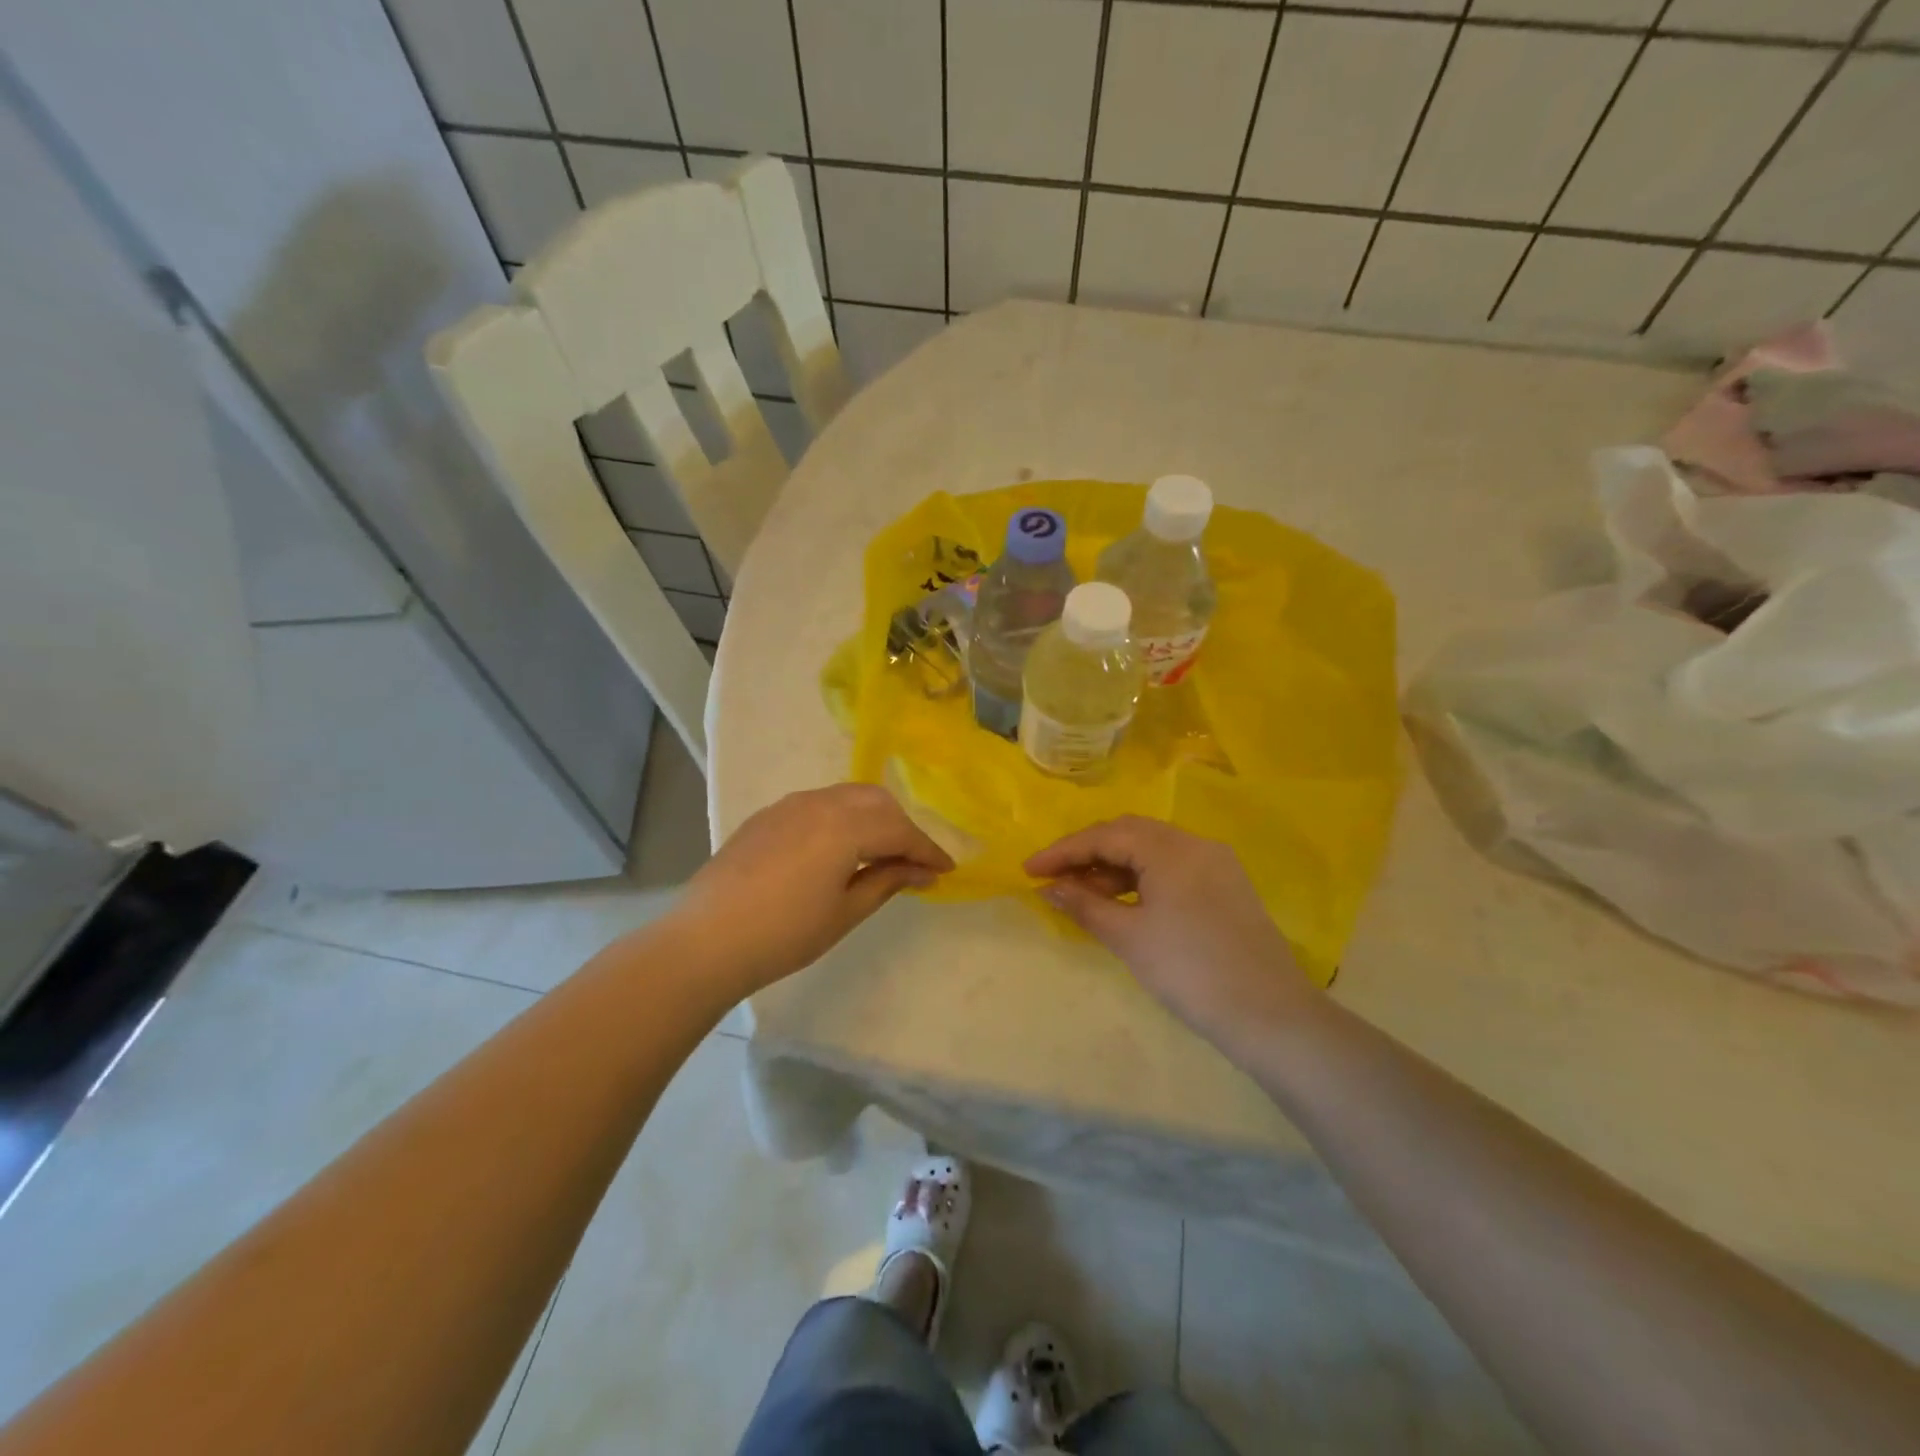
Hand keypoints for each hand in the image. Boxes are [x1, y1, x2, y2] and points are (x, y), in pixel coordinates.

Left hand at [683, 783, 953, 994]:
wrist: (706, 940)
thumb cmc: (784, 933)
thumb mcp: (845, 912)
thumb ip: (886, 881)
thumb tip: (922, 871)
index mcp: (844, 825)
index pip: (899, 830)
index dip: (926, 850)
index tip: (945, 870)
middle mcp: (820, 802)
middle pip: (876, 802)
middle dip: (901, 827)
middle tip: (912, 863)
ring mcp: (789, 805)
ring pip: (846, 797)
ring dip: (872, 819)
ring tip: (879, 854)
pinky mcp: (767, 816)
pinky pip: (818, 805)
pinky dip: (841, 819)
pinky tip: (837, 850)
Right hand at [1026, 817, 1315, 1046]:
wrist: (1269, 1015)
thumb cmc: (1189, 971)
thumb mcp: (1129, 937)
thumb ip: (1084, 904)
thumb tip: (1049, 886)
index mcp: (1170, 849)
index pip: (1104, 836)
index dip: (1062, 851)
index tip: (1028, 870)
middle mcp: (1195, 844)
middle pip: (1128, 834)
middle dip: (1087, 853)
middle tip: (1054, 878)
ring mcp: (1216, 863)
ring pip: (1151, 850)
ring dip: (1113, 867)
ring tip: (1082, 895)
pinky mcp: (1226, 886)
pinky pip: (1172, 868)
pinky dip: (1141, 879)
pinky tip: (1122, 902)